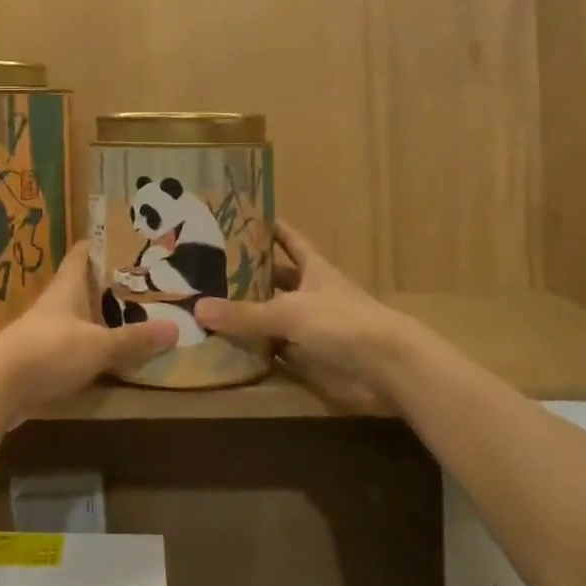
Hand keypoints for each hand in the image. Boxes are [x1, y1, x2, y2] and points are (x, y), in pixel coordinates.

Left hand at [0, 242, 177, 422]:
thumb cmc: (49, 351)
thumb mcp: (98, 345)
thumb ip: (134, 339)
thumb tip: (175, 328)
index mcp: (68, 286)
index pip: (83, 252)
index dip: (103, 243)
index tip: (129, 240)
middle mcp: (57, 302)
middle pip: (86, 285)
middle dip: (113, 284)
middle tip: (148, 283)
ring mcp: (47, 330)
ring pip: (82, 316)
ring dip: (104, 317)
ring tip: (139, 318)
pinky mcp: (42, 357)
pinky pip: (75, 345)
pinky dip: (94, 347)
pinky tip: (113, 356)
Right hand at [194, 222, 413, 412]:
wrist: (387, 369)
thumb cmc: (342, 323)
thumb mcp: (289, 312)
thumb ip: (245, 314)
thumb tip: (198, 308)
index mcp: (313, 268)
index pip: (288, 239)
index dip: (269, 227)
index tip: (239, 217)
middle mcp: (312, 293)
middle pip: (277, 279)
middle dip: (248, 274)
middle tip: (208, 268)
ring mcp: (314, 326)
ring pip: (274, 315)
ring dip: (249, 313)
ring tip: (209, 306)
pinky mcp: (313, 357)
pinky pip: (277, 350)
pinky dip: (257, 349)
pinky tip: (229, 347)